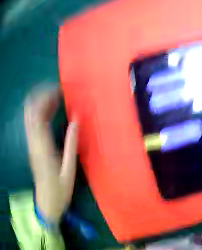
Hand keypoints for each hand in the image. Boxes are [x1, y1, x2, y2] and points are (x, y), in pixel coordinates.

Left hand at [24, 86, 78, 222]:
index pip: (39, 113)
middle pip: (31, 108)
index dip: (47, 97)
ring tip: (53, 100)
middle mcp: (33, 140)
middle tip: (56, 93)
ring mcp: (30, 142)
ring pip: (29, 112)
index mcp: (42, 146)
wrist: (46, 205)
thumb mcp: (69, 172)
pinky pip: (31, 121)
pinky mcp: (30, 145)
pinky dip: (38, 111)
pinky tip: (48, 113)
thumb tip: (76, 120)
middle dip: (42, 95)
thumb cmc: (59, 192)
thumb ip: (71, 145)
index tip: (60, 92)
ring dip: (39, 101)